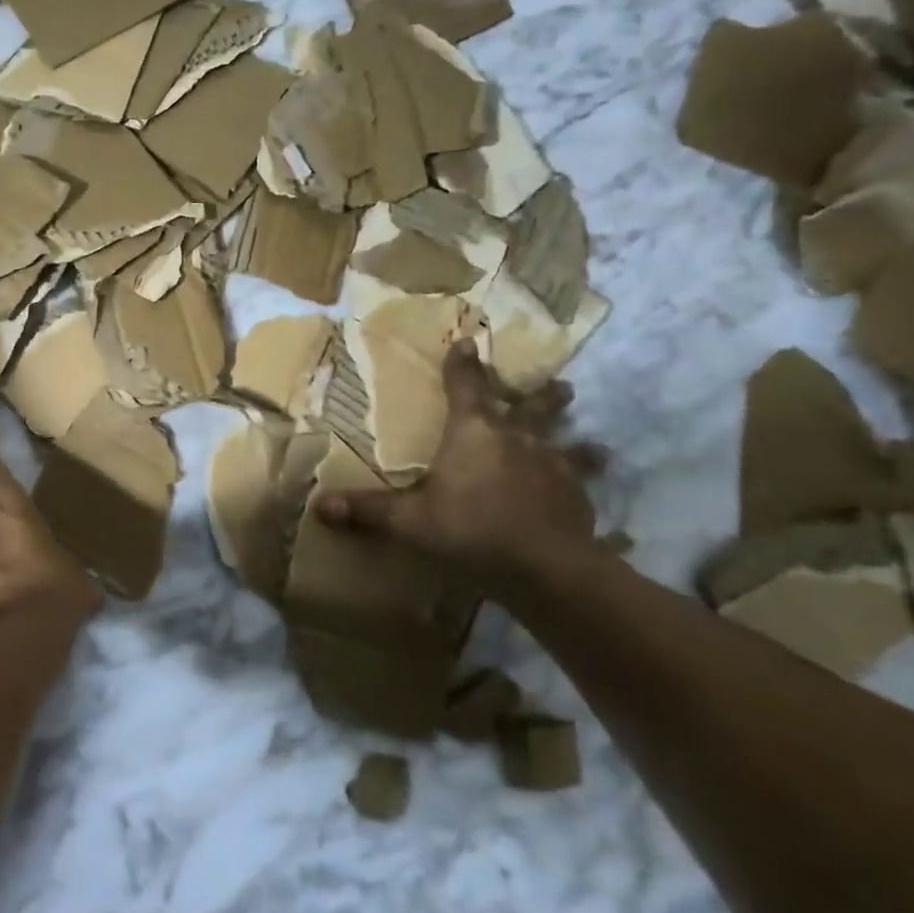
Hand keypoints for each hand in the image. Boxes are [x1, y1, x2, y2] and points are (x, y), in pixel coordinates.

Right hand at [315, 340, 600, 591]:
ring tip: (595, 443)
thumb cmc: (470, 530)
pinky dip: (582, 488)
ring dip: (576, 441)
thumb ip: (367, 511)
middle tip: (560, 385)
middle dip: (542, 396)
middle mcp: (517, 440)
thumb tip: (318, 505)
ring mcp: (554, 467)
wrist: (546, 570)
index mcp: (473, 432)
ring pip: (567, 445)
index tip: (468, 342)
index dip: (463, 364)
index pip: (465, 387)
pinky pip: (581, 487)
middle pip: (532, 408)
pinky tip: (588, 501)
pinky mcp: (577, 499)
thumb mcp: (409, 521)